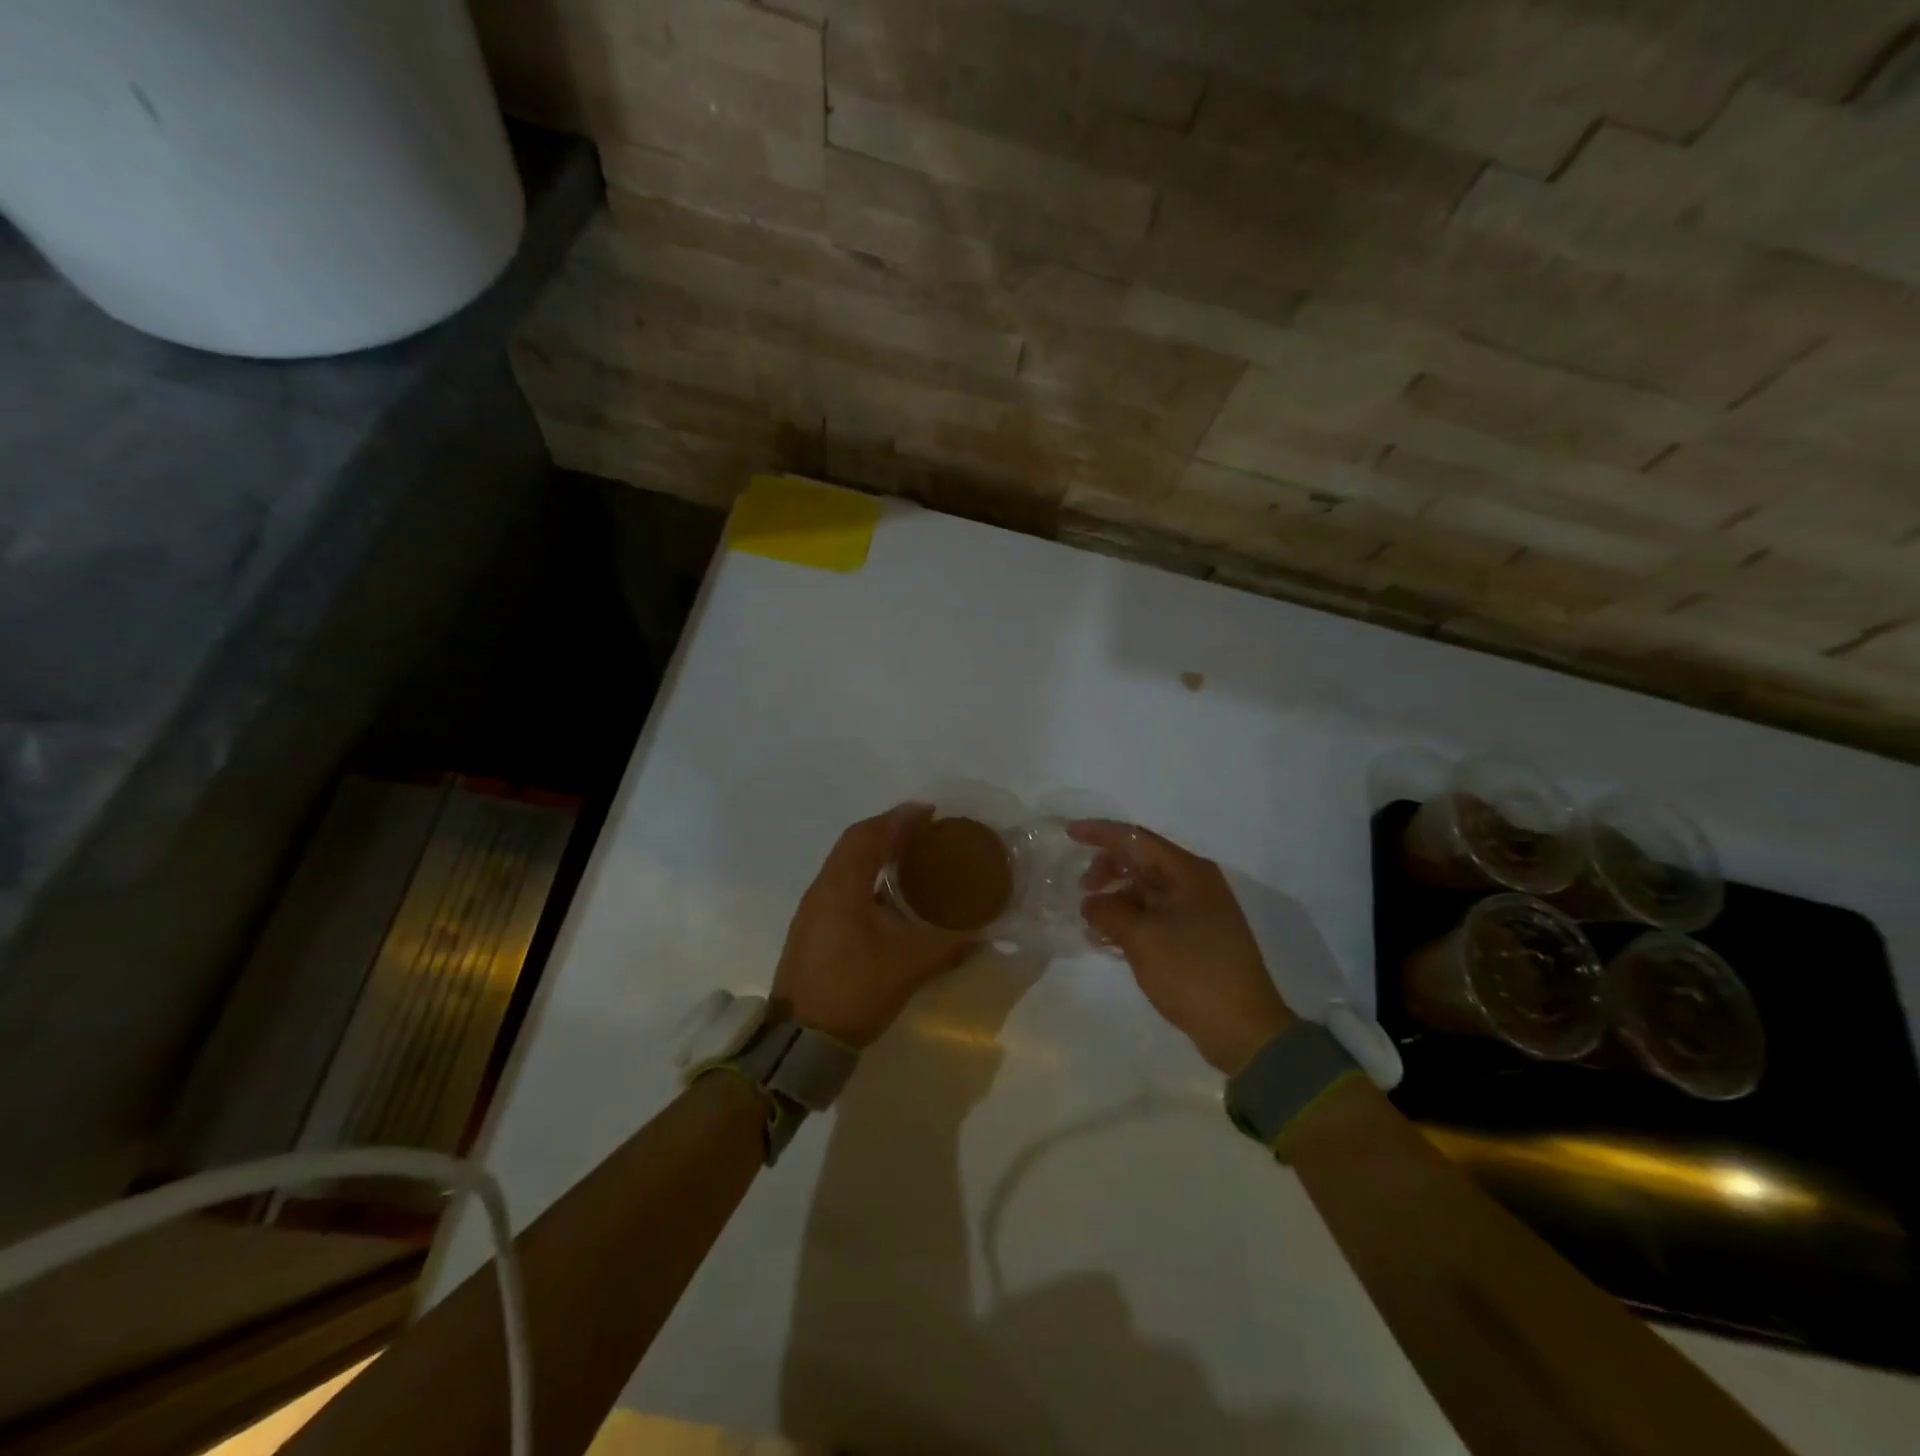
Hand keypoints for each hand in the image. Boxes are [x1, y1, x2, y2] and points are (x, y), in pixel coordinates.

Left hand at [772, 805, 975, 1047]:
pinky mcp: (810, 929)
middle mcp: (822, 888)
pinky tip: (887, 896)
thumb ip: (950, 945)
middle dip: (889, 831)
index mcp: (842, 886)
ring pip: (845, 865)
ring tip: (910, 858)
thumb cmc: (855, 990)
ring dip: (875, 853)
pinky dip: (865, 876)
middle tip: (924, 832)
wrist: (800, 1041)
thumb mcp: (910, 966)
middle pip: (854, 843)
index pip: (869, 834)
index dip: (899, 818)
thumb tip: (985, 934)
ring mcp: (812, 910)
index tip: (930, 812)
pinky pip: (840, 885)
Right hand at [1072, 821, 1296, 1074]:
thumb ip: (1109, 912)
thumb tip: (1090, 903)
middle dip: (1107, 869)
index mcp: (1188, 872)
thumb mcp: (1142, 938)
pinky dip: (1130, 919)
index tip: (1068, 834)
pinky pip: (1155, 914)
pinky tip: (1108, 938)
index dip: (1100, 833)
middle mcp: (1195, 883)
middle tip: (1082, 890)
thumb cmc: (1192, 972)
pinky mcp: (1197, 937)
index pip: (1136, 838)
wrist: (1243, 1029)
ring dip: (1116, 898)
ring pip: (1147, 890)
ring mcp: (1199, 911)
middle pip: (1142, 861)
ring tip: (1091, 921)